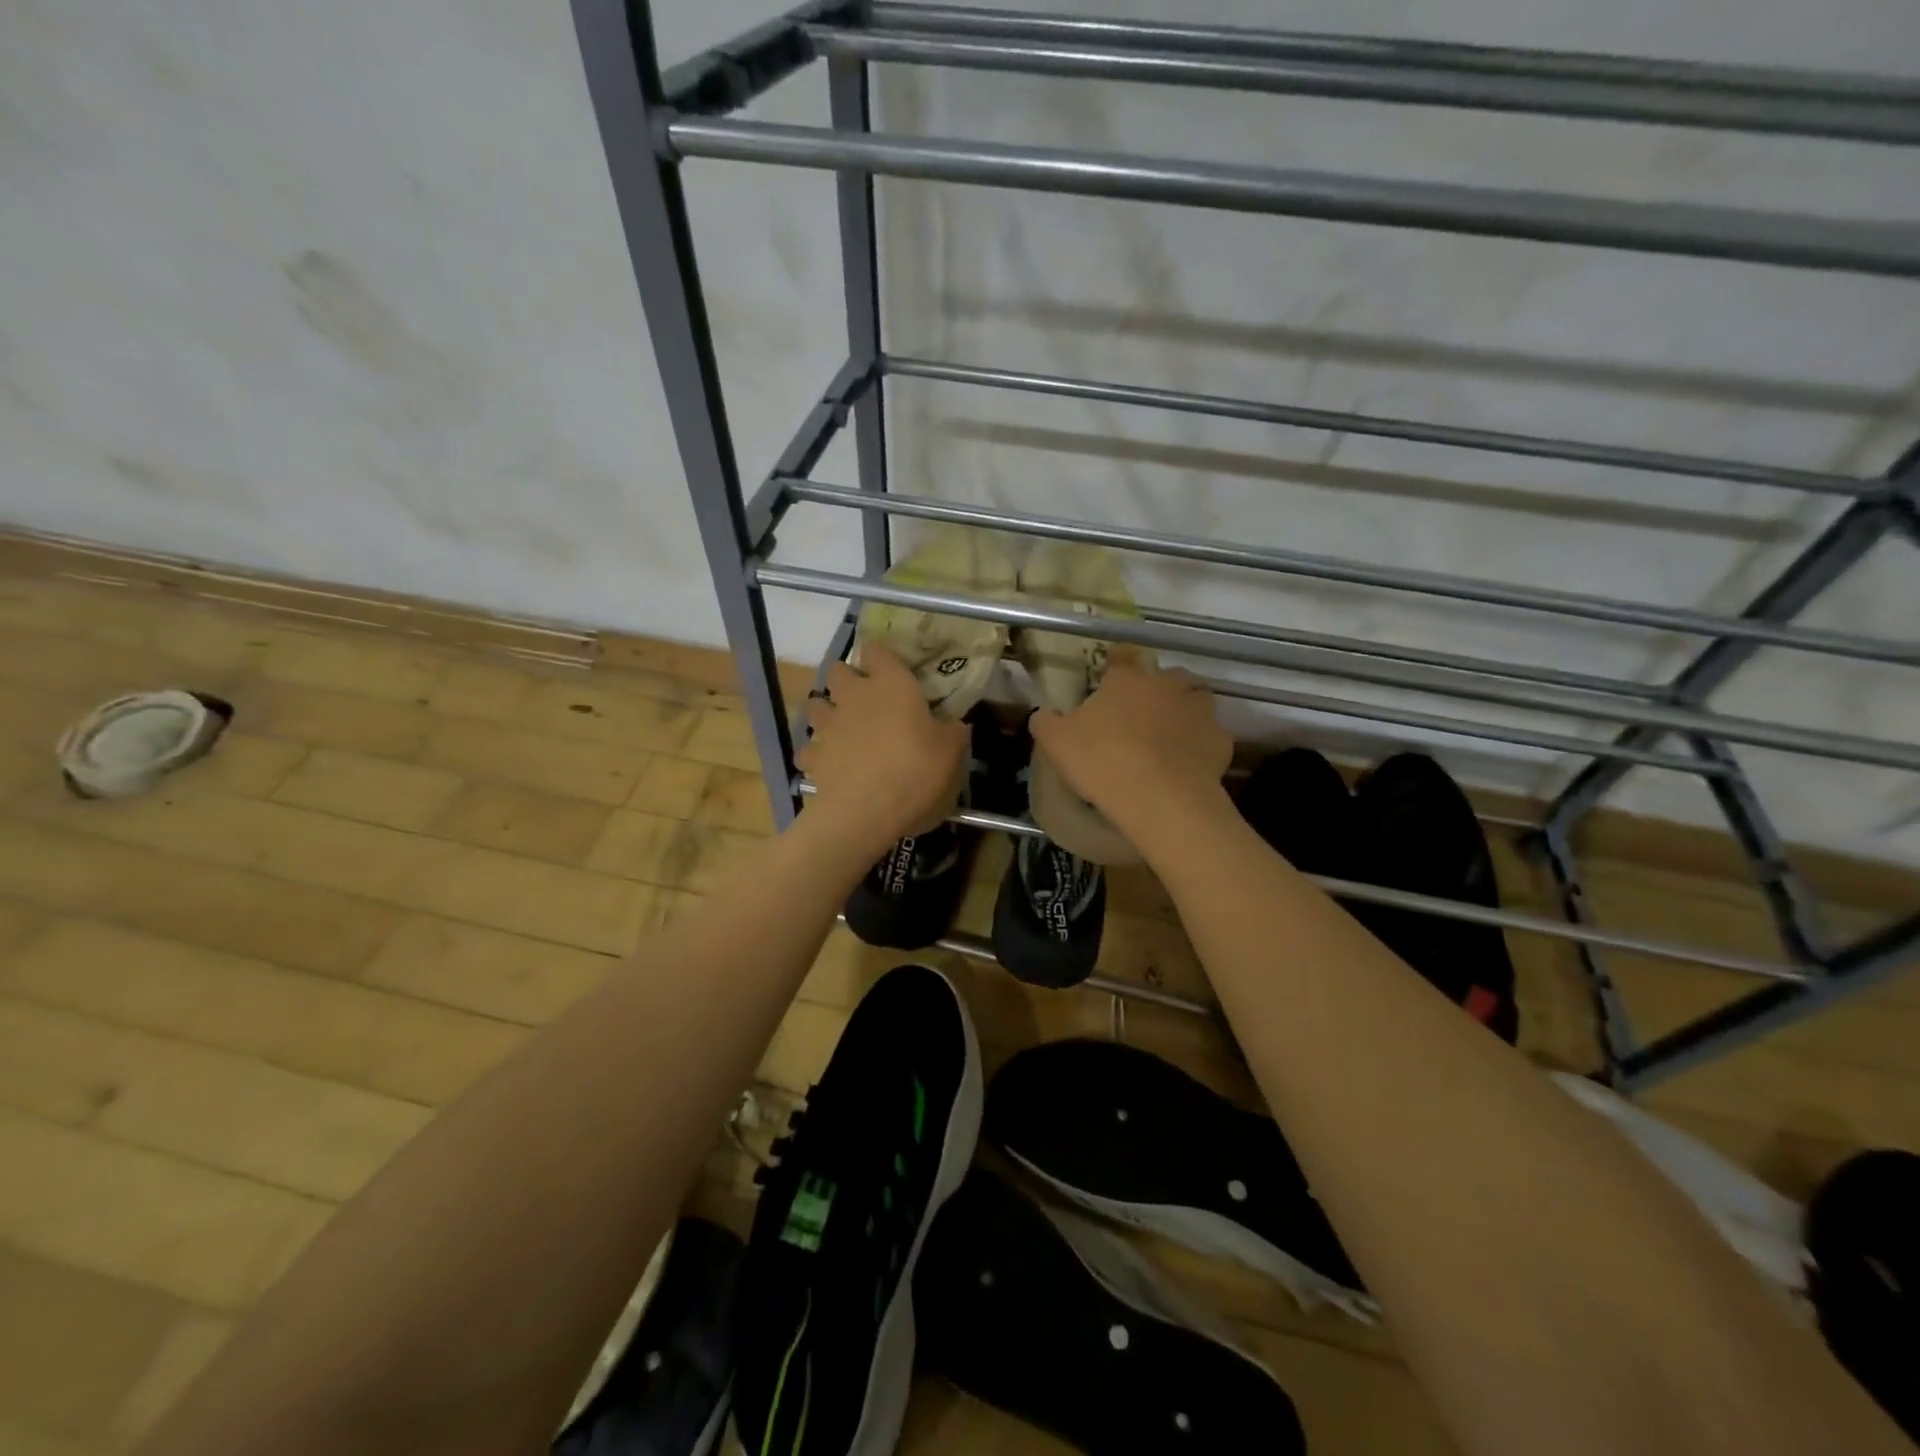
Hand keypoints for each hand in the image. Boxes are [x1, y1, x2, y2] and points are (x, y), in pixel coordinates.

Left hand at [796, 645, 969, 855]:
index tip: (888, 667)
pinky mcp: (812, 756)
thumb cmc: (916, 770)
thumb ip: (952, 731)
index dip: (879, 656)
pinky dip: (816, 753)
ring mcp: (828, 725)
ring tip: (840, 728)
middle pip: (837, 670)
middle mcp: (854, 696)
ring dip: (825, 712)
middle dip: (846, 680)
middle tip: (863, 698)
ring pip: (815, 705)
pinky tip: (829, 764)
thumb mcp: (951, 751)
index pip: (877, 650)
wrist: (867, 811)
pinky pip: (808, 748)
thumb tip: (954, 725)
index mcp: (891, 684)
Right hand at [1029, 651, 1231, 835]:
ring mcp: (1199, 712)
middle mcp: (1168, 686)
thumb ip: (1047, 722)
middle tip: (1142, 714)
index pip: (1122, 657)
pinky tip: (1187, 765)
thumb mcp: (1056, 742)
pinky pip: (1210, 738)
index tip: (1111, 673)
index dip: (1116, 663)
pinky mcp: (1221, 742)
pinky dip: (1201, 746)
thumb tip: (1043, 713)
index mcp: (1128, 680)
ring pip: (1196, 702)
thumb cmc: (1103, 761)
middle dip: (1158, 690)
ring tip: (1170, 738)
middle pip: (1168, 677)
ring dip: (1185, 713)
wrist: (1160, 799)